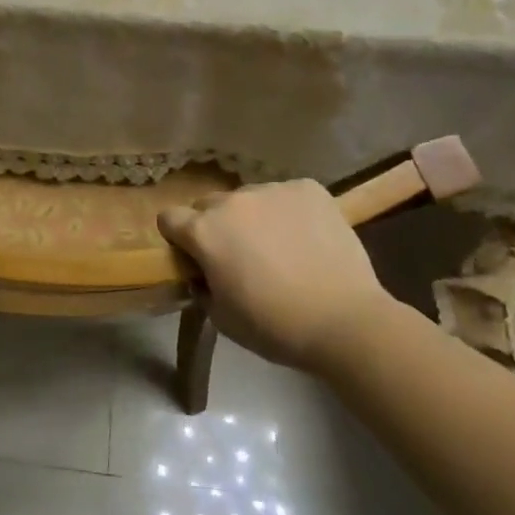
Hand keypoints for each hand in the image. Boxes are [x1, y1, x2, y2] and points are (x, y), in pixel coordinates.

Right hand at [157, 180, 388, 368]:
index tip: (194, 257)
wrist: (345, 321)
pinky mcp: (308, 188)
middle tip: (240, 256)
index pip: (169, 218)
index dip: (178, 238)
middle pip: (209, 205)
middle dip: (216, 226)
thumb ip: (203, 288)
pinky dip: (290, 211)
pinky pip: (287, 195)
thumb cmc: (275, 326)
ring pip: (250, 198)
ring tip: (281, 247)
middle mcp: (232, 201)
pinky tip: (307, 237)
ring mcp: (272, 190)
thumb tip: (205, 275)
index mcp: (204, 231)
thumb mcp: (222, 318)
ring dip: (254, 217)